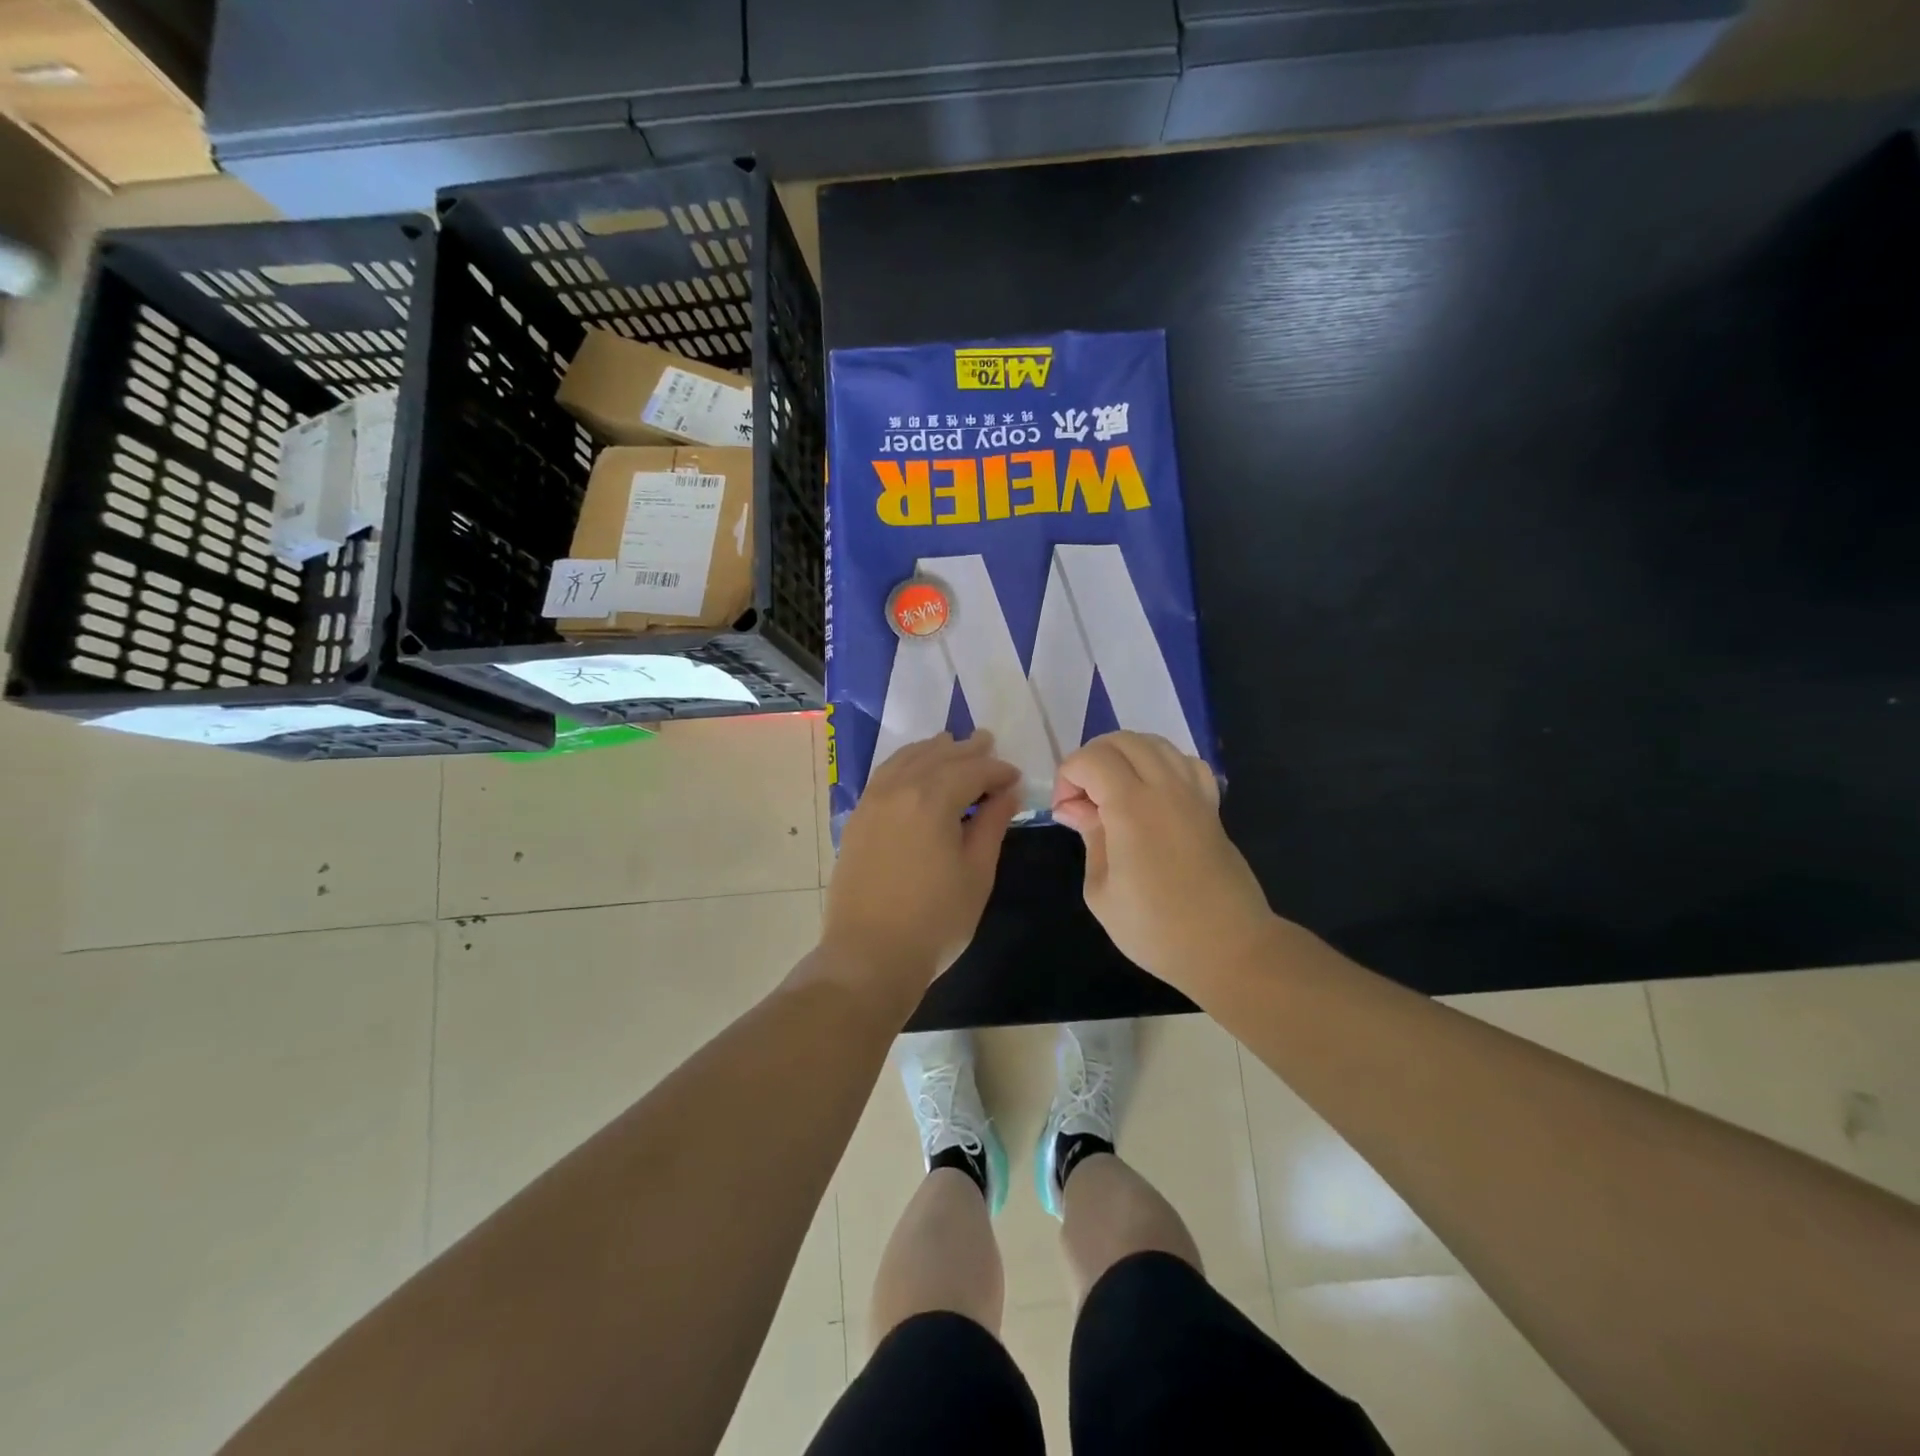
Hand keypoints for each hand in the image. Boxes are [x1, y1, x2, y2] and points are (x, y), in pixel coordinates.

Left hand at [822, 730, 1020, 992]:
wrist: (869, 956)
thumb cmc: (935, 920)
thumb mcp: (977, 873)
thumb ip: (992, 825)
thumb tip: (1007, 792)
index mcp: (932, 799)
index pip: (972, 769)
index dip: (998, 770)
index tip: (1016, 778)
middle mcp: (898, 789)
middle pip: (937, 756)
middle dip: (966, 749)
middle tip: (987, 742)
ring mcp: (872, 802)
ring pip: (906, 759)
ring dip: (932, 750)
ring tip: (951, 744)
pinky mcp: (857, 819)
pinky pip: (884, 775)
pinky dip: (905, 763)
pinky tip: (914, 770)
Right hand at [1052, 731, 1272, 989]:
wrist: (1228, 948)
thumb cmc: (1156, 928)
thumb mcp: (1101, 890)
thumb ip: (1089, 837)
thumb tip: (1074, 808)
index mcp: (1132, 807)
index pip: (1091, 759)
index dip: (1067, 776)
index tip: (1065, 812)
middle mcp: (1165, 787)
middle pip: (1122, 740)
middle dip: (1091, 759)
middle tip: (1082, 799)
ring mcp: (1194, 793)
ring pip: (1155, 743)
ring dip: (1124, 756)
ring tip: (1112, 792)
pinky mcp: (1211, 806)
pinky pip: (1185, 762)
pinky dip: (1161, 763)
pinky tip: (1152, 792)